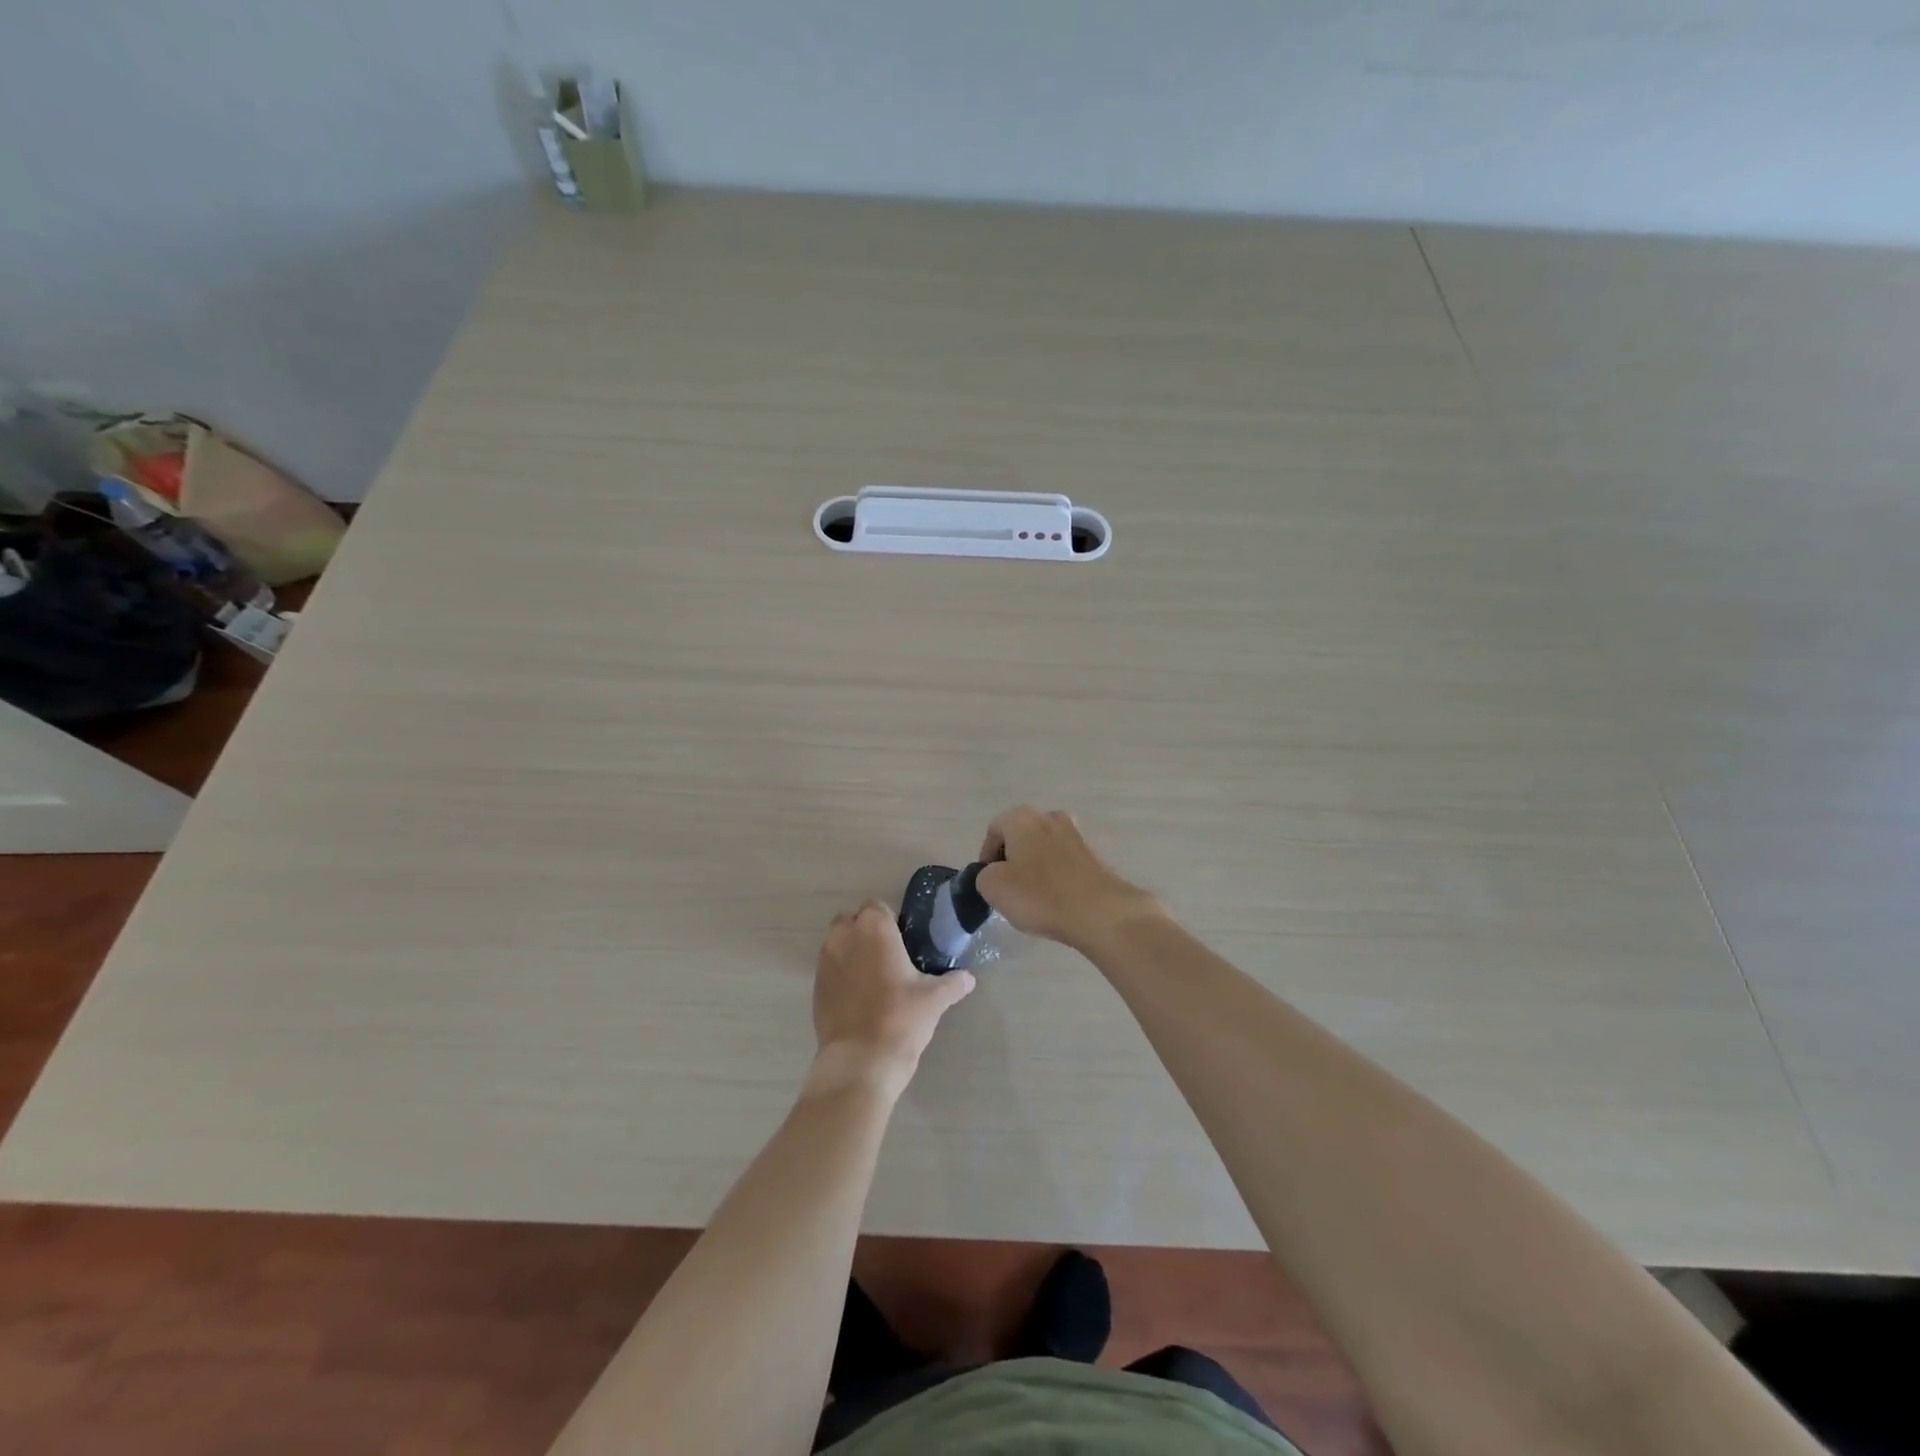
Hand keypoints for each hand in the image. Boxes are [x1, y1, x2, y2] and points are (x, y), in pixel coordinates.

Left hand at [809, 900, 975, 1097]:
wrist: (861, 1060)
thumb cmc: (901, 1018)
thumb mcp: (935, 999)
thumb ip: (953, 983)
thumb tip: (969, 979)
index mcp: (874, 928)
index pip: (876, 906)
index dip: (888, 921)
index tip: (902, 941)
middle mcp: (844, 936)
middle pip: (852, 921)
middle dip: (866, 933)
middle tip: (888, 958)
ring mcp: (825, 962)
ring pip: (837, 944)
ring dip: (851, 952)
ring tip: (873, 979)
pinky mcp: (815, 987)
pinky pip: (829, 970)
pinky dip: (841, 975)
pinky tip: (859, 998)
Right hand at [975, 806, 1160, 950]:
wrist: (1100, 912)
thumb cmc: (1040, 895)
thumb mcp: (993, 887)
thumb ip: (984, 875)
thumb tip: (995, 874)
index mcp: (1022, 817)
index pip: (993, 831)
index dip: (985, 857)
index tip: (988, 883)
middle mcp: (1049, 817)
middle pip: (1020, 837)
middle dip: (1011, 861)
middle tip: (1008, 890)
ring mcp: (1075, 834)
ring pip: (1043, 849)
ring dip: (1034, 869)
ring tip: (1033, 898)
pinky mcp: (1093, 855)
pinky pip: (1064, 862)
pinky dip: (1055, 877)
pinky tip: (1056, 901)